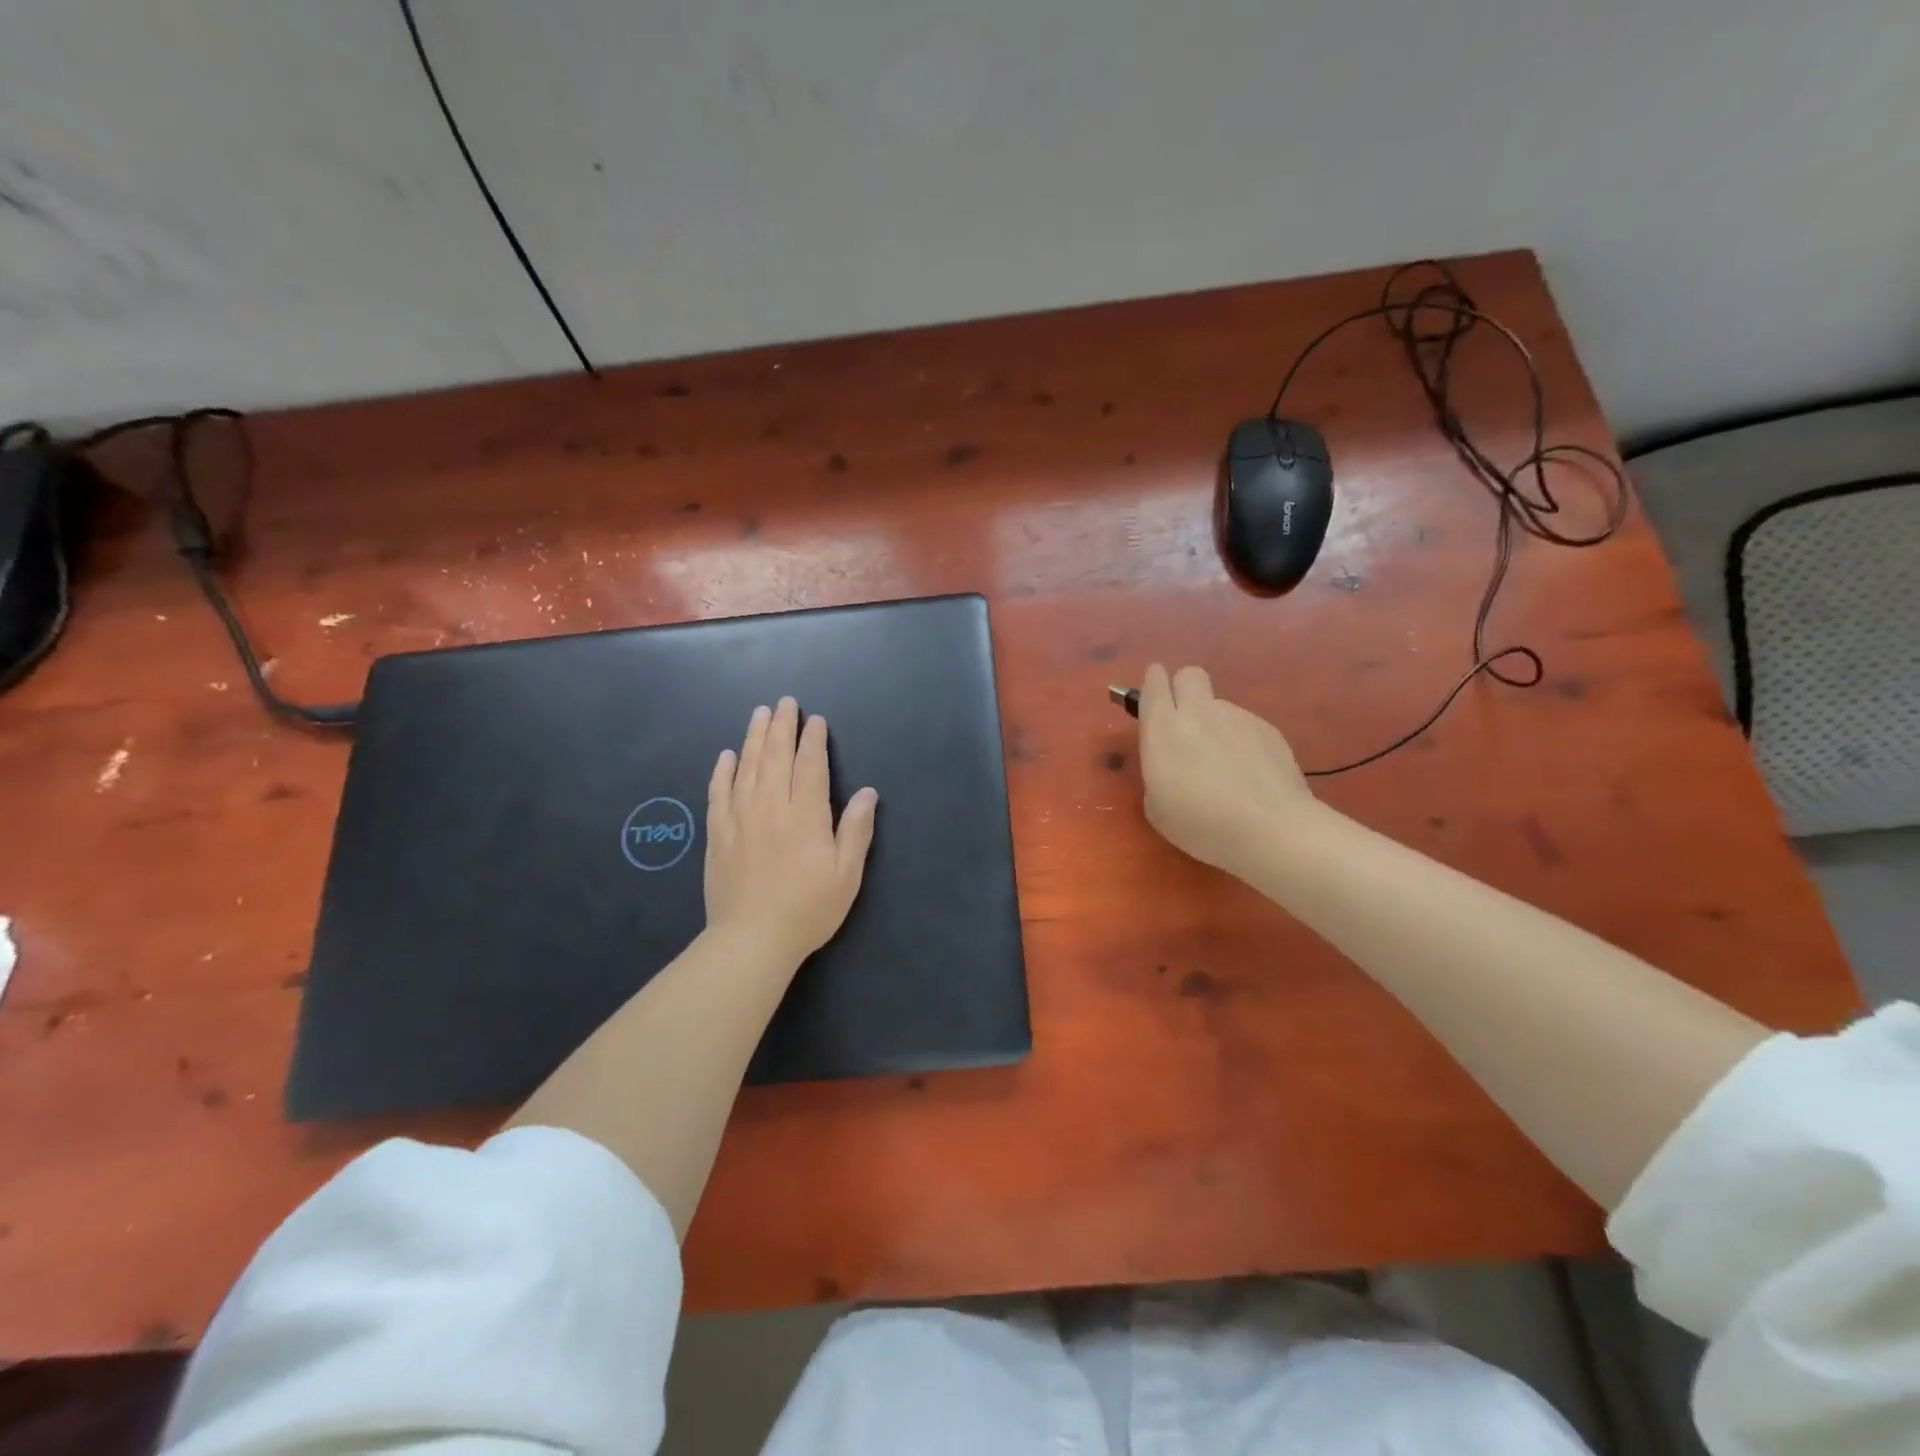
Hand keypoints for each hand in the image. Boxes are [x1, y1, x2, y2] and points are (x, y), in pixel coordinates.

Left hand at [705, 697, 878, 971]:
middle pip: (776, 756)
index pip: (810, 765)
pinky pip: (719, 792)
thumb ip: (855, 830)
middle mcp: (770, 807)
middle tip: (785, 702)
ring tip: (760, 714)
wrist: (751, 940)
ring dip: (754, 737)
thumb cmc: (808, 909)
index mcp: (805, 815)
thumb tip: (867, 793)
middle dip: (783, 726)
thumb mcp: (846, 874)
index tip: (815, 720)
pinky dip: (723, 771)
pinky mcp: (718, 834)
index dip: (813, 740)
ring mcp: (740, 818)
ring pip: (747, 767)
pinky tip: (726, 756)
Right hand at [1137, 664, 1317, 874]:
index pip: (1154, 684)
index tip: (1154, 698)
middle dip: (1183, 689)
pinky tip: (1250, 774)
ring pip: (1219, 705)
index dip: (1153, 685)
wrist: (1271, 829)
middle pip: (1189, 675)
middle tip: (1185, 721)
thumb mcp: (1156, 806)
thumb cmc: (1201, 825)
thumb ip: (1157, 771)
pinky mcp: (1268, 728)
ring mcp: (1237, 717)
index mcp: (1163, 729)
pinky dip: (1242, 742)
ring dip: (1215, 724)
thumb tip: (1171, 760)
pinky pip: (1245, 725)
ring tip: (1225, 766)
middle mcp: (1198, 712)